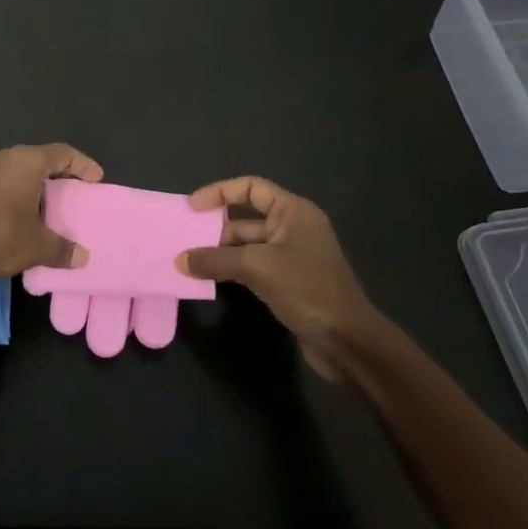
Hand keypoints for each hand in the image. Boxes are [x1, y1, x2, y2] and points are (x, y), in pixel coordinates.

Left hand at [0, 144, 103, 279]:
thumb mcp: (38, 245)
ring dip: (32, 184)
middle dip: (57, 174)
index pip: (63, 153)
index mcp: (27, 161)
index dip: (82, 165)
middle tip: (72, 191)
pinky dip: (13, 192)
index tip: (96, 179)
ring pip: (15, 170)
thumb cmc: (0, 234)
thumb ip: (62, 248)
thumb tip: (82, 257)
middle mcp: (4, 157)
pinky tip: (16, 212)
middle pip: (38, 158)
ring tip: (45, 204)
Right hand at [176, 176, 391, 378]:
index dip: (219, 192)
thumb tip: (180, 260)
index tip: (192, 208)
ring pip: (246, 246)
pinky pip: (252, 267)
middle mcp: (293, 228)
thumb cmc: (306, 289)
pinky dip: (231, 270)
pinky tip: (208, 279)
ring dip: (219, 252)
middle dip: (215, 228)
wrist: (347, 340)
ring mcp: (291, 257)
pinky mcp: (288, 282)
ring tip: (188, 261)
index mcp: (293, 212)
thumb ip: (215, 259)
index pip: (251, 188)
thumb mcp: (256, 267)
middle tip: (183, 239)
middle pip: (246, 218)